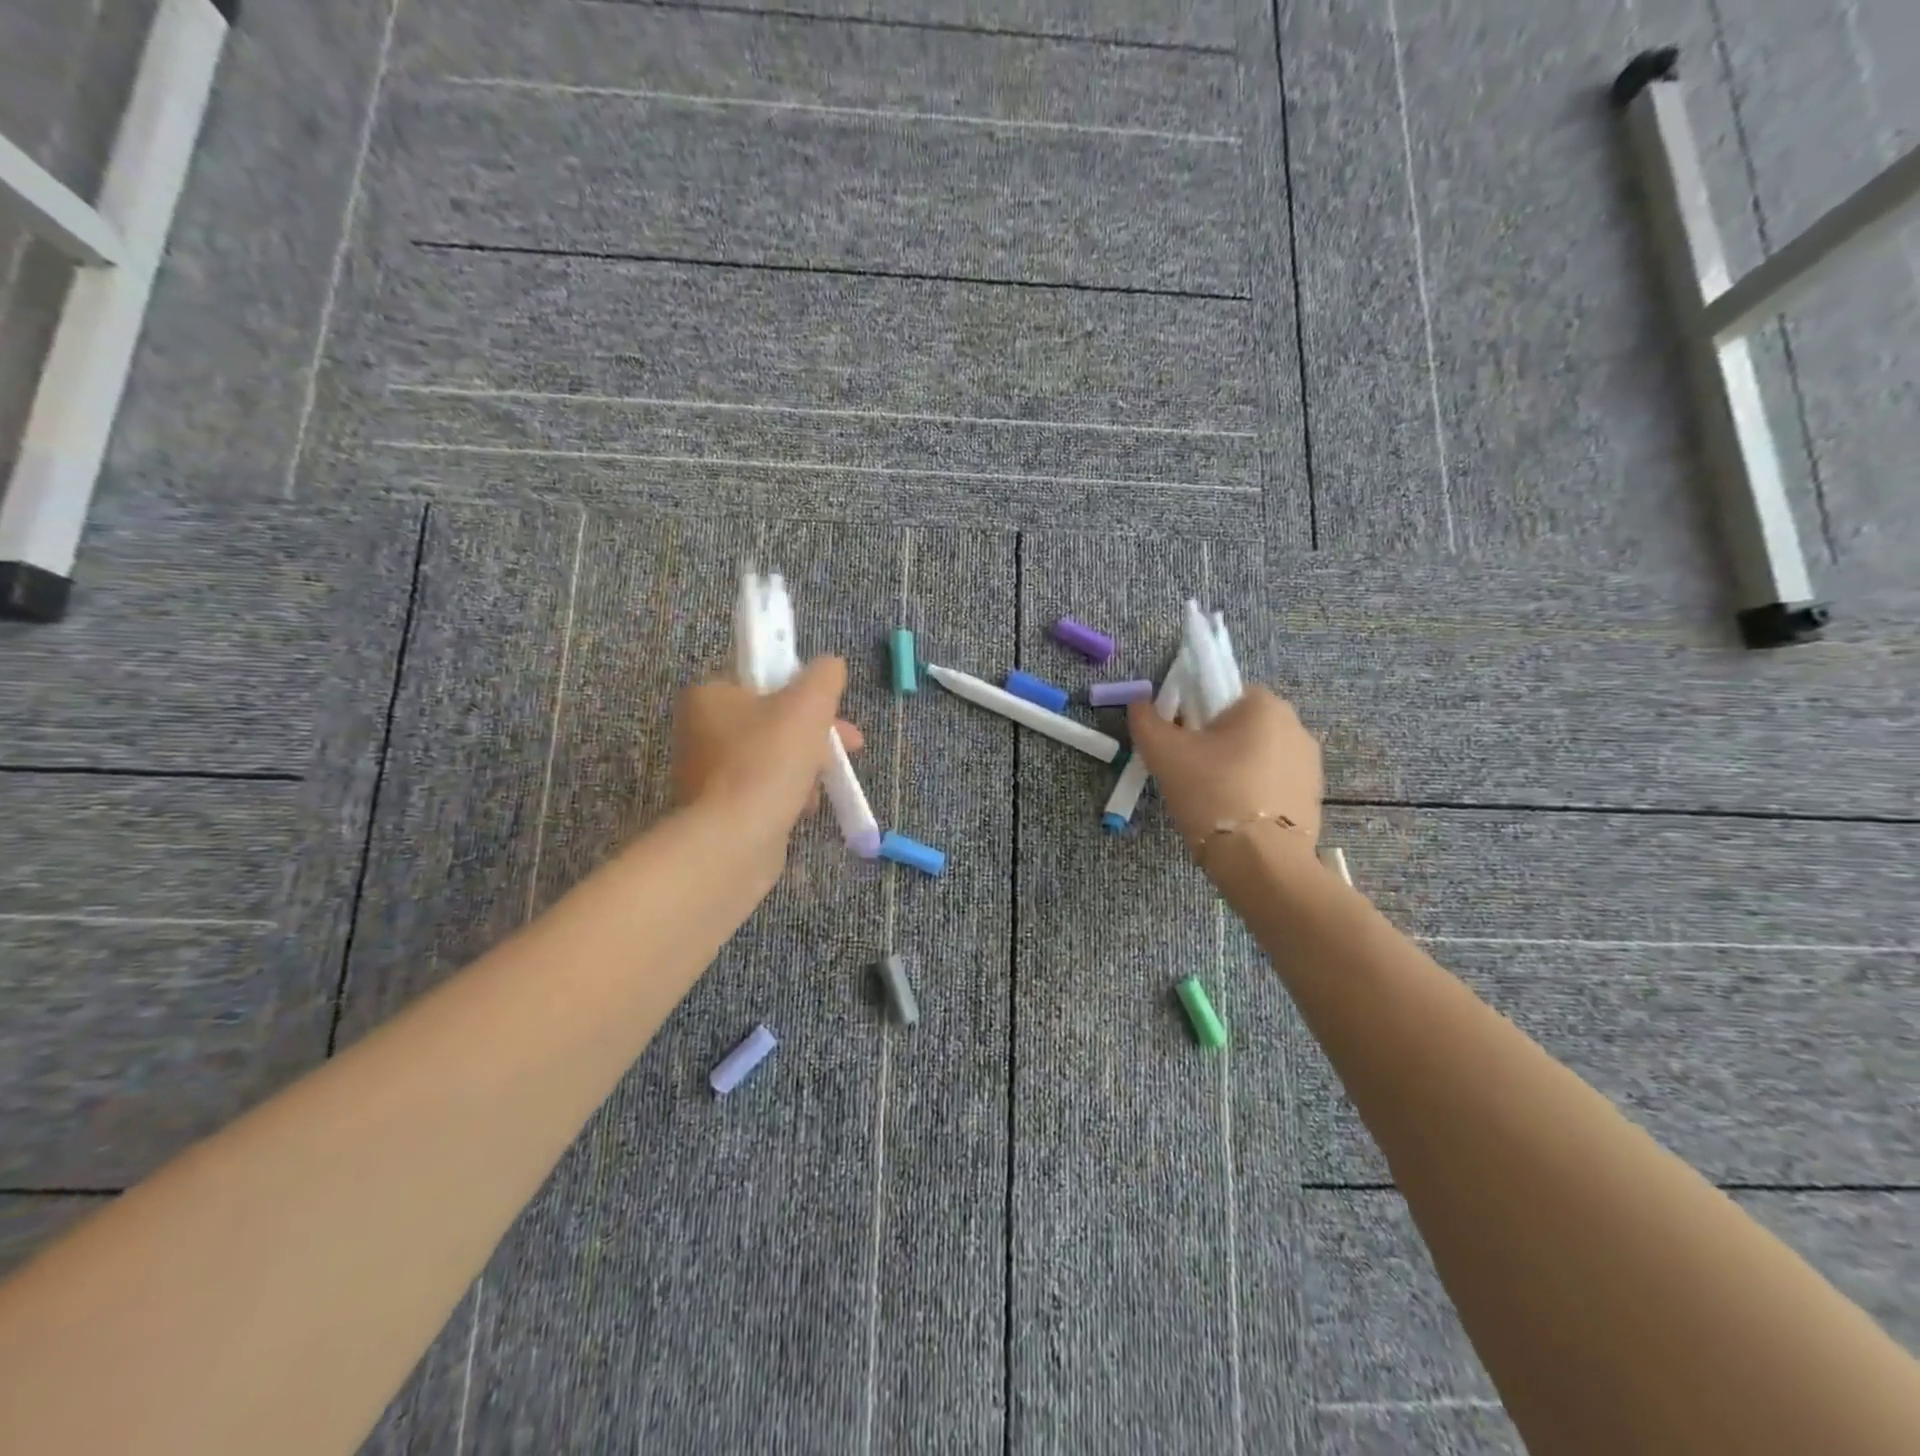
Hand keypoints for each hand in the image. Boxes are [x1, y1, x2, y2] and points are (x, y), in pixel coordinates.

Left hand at [672, 657, 863, 833]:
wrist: (733, 840)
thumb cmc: (768, 761)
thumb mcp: (808, 705)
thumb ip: (824, 677)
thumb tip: (831, 665)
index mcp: (710, 694)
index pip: (762, 678)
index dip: (804, 690)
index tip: (833, 710)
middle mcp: (700, 729)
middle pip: (773, 719)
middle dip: (816, 734)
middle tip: (849, 748)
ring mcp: (706, 772)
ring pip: (773, 756)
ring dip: (806, 766)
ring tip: (822, 786)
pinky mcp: (718, 808)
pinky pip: (763, 789)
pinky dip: (788, 794)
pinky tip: (802, 808)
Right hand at [1126, 686, 1322, 857]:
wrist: (1261, 862)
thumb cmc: (1211, 793)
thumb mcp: (1163, 753)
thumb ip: (1145, 720)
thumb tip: (1140, 704)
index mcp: (1264, 704)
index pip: (1220, 692)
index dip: (1191, 714)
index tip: (1177, 743)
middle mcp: (1296, 725)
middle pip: (1238, 725)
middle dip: (1212, 744)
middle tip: (1187, 773)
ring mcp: (1310, 763)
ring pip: (1255, 755)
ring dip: (1233, 768)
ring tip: (1209, 800)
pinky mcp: (1313, 797)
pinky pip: (1272, 783)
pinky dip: (1251, 792)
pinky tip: (1233, 817)